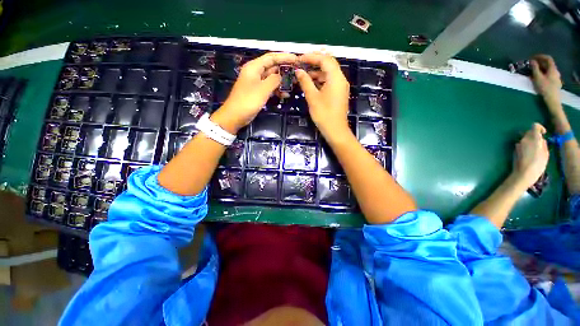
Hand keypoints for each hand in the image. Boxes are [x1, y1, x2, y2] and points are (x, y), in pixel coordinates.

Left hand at [212, 52, 296, 132]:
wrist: (235, 116)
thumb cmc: (248, 101)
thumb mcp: (263, 89)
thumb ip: (274, 80)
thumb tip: (282, 77)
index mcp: (254, 67)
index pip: (271, 57)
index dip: (284, 57)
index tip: (296, 59)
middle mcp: (255, 72)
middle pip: (272, 67)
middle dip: (285, 70)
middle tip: (297, 73)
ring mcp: (257, 83)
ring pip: (272, 78)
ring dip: (282, 82)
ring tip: (293, 85)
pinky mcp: (258, 92)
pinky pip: (270, 88)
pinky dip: (277, 90)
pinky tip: (285, 95)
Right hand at [295, 53, 350, 137]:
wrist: (335, 130)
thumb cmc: (324, 114)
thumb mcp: (312, 97)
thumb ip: (305, 82)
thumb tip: (298, 71)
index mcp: (336, 77)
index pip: (324, 59)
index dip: (311, 57)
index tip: (299, 59)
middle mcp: (341, 79)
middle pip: (328, 64)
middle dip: (314, 62)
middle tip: (301, 64)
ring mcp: (341, 86)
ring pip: (328, 73)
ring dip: (316, 72)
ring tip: (303, 74)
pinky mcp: (339, 93)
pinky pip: (329, 81)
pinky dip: (320, 80)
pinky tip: (311, 83)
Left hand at [513, 123, 549, 187]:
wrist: (523, 174)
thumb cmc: (537, 165)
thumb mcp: (545, 154)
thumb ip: (543, 144)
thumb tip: (541, 140)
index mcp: (533, 138)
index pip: (534, 126)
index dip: (540, 128)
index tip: (544, 133)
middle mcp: (524, 139)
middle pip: (529, 132)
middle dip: (535, 135)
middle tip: (540, 143)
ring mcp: (517, 145)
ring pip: (525, 139)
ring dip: (531, 141)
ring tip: (536, 150)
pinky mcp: (514, 150)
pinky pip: (522, 145)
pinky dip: (526, 146)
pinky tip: (529, 154)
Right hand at [530, 55, 561, 104]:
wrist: (552, 100)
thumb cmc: (545, 88)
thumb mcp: (538, 77)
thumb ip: (535, 68)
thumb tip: (532, 61)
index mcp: (553, 69)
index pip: (548, 58)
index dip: (540, 56)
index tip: (533, 57)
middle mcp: (556, 71)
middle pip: (548, 64)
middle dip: (540, 63)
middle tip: (532, 64)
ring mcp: (556, 77)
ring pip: (548, 70)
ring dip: (541, 68)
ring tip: (534, 71)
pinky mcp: (554, 82)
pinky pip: (549, 75)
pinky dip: (543, 73)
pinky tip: (539, 77)